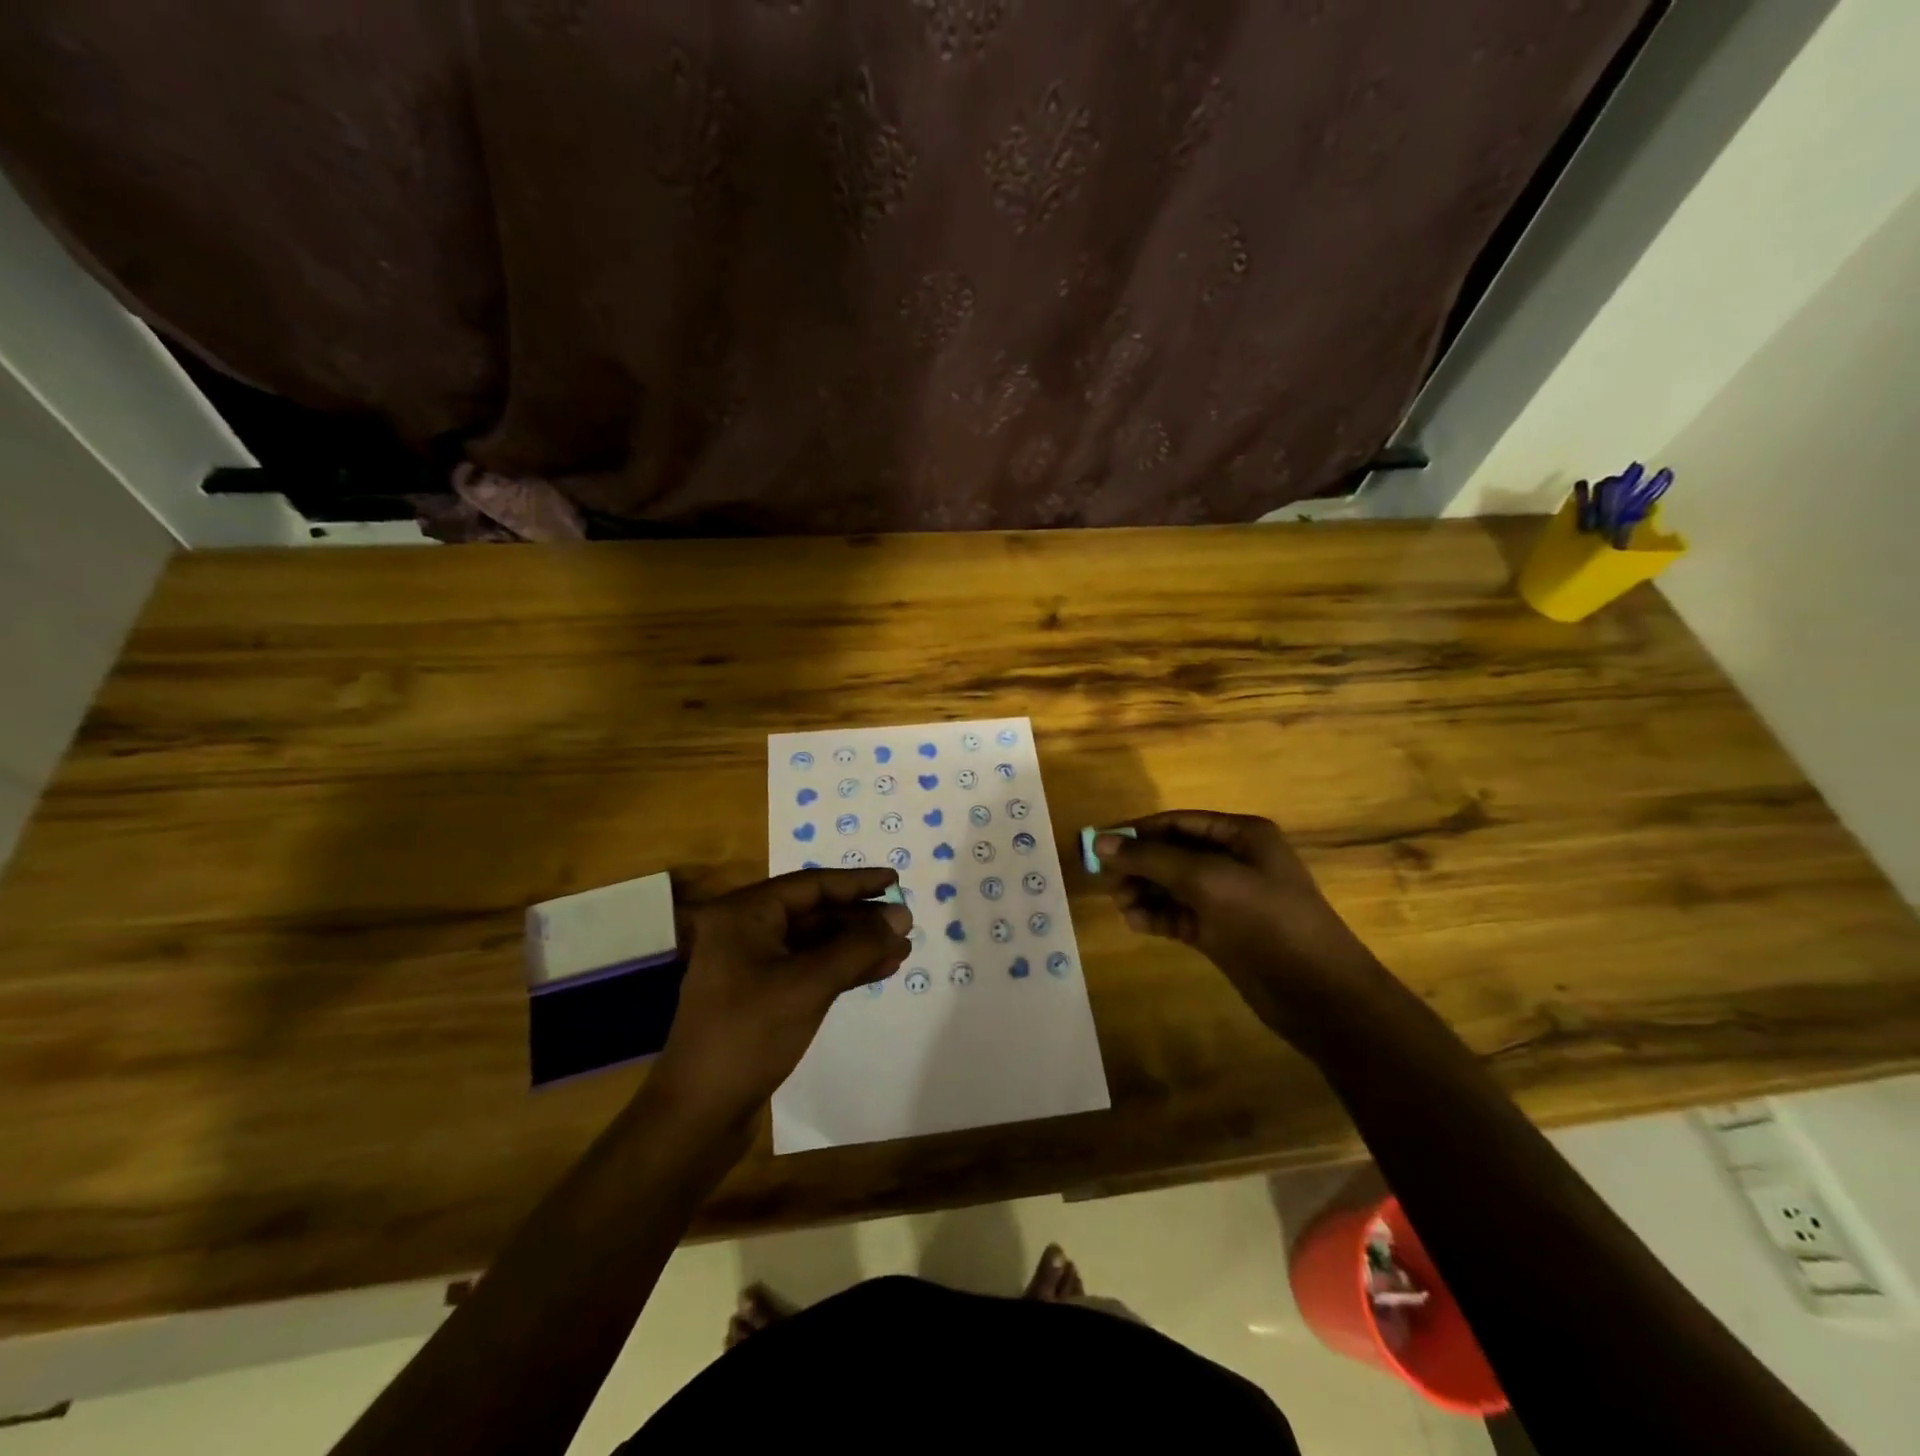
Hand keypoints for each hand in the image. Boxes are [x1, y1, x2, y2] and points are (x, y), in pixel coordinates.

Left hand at [648, 868, 910, 1127]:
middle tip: (904, 920)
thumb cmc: (749, 1036)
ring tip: (900, 948)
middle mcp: (745, 932)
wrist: (698, 1115)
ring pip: (814, 943)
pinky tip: (878, 970)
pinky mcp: (760, 997)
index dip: (856, 882)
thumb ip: (858, 946)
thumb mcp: (809, 985)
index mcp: (744, 915)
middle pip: (813, 912)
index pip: (810, 885)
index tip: (895, 880)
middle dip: (860, 918)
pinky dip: (842, 969)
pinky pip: (808, 970)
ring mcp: (751, 967)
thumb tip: (902, 915)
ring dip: (856, 945)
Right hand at [1096, 811, 1381, 1033]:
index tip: (1099, 845)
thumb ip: (1151, 859)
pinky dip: (1156, 916)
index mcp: (1241, 835)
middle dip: (1139, 865)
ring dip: (1144, 892)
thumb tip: (1099, 842)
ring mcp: (1227, 899)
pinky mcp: (1221, 932)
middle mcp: (1234, 861)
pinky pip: (1179, 914)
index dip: (1138, 831)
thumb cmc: (1266, 920)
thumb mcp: (1206, 879)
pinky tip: (1136, 922)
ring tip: (1123, 905)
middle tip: (1107, 881)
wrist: (1318, 993)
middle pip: (1172, 853)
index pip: (1178, 823)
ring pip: (1172, 886)